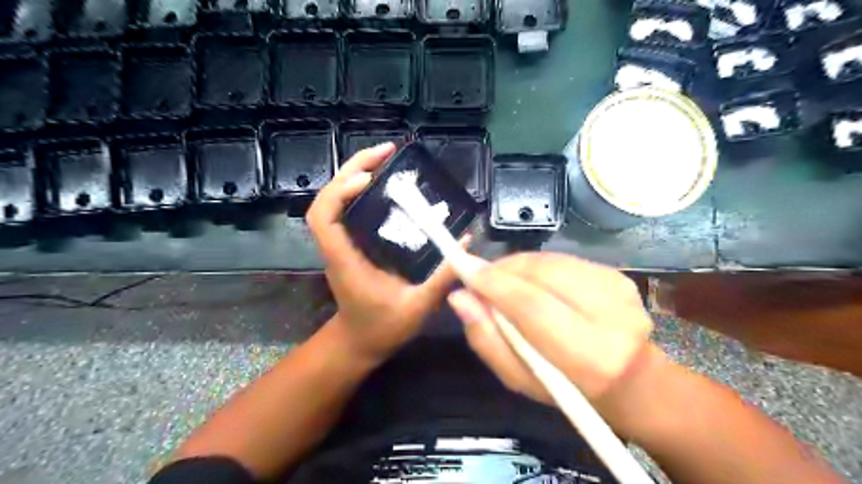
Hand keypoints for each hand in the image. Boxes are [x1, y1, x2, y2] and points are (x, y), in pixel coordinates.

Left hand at [309, 142, 464, 364]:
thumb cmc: (382, 329)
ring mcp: (341, 245)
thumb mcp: (418, 307)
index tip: (370, 177)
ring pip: (334, 200)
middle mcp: (337, 248)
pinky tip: (383, 184)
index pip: (324, 218)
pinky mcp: (349, 245)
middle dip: (352, 168)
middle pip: (327, 199)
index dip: (341, 190)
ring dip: (354, 174)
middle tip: (387, 151)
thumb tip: (465, 241)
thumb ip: (442, 277)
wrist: (358, 343)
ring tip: (385, 159)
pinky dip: (359, 190)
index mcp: (345, 262)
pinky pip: (347, 210)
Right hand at [448, 253, 661, 430]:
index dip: (493, 282)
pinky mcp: (618, 275)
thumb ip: (487, 339)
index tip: (462, 267)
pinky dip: (537, 267)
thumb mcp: (521, 379)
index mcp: (589, 356)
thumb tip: (460, 298)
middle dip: (502, 270)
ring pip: (549, 261)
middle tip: (479, 278)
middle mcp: (611, 315)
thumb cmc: (570, 391)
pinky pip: (562, 260)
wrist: (632, 381)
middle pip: (539, 273)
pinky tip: (532, 283)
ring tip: (504, 283)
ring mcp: (619, 289)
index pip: (530, 304)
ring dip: (518, 267)